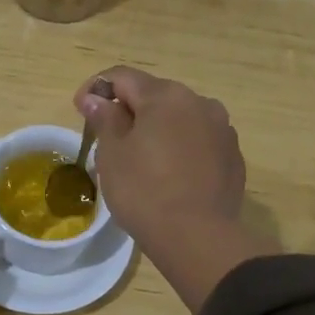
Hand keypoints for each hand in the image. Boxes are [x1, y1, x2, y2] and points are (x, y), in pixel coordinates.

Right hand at [74, 67, 274, 313]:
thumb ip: (105, 118)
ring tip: (142, 159)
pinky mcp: (233, 157)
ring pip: (180, 119)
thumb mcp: (112, 154)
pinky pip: (199, 142)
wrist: (197, 237)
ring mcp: (222, 129)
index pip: (123, 77)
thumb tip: (96, 99)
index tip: (81, 110)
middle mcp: (199, 102)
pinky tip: (170, 176)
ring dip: (158, 129)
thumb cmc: (144, 191)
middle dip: (129, 110)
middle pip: (154, 95)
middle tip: (108, 139)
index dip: (96, 89)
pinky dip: (180, 149)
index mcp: (165, 95)